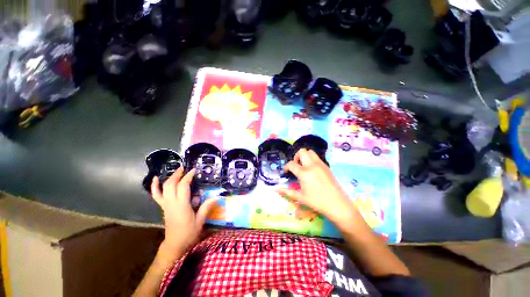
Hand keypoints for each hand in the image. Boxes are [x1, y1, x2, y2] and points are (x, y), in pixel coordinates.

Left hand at [151, 168, 217, 256]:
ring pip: (164, 188)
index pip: (183, 187)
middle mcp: (172, 203)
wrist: (175, 244)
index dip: (188, 177)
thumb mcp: (200, 221)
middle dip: (178, 174)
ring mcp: (166, 205)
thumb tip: (217, 196)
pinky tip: (155, 179)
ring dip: (169, 177)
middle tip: (185, 168)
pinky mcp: (163, 207)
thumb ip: (206, 207)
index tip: (194, 170)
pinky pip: (156, 195)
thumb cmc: (188, 233)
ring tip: (176, 171)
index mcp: (181, 206)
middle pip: (171, 184)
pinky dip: (154, 186)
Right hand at [277, 149, 359, 225]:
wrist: (338, 204)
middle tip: (296, 166)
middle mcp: (311, 165)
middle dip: (296, 157)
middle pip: (302, 152)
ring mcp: (320, 164)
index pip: (291, 164)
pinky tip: (312, 170)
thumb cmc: (317, 202)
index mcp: (304, 173)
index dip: (286, 167)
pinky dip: (311, 160)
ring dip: (304, 156)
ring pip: (310, 152)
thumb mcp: (300, 197)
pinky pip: (317, 158)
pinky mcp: (326, 166)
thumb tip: (276, 189)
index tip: (286, 172)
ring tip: (303, 166)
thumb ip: (287, 192)